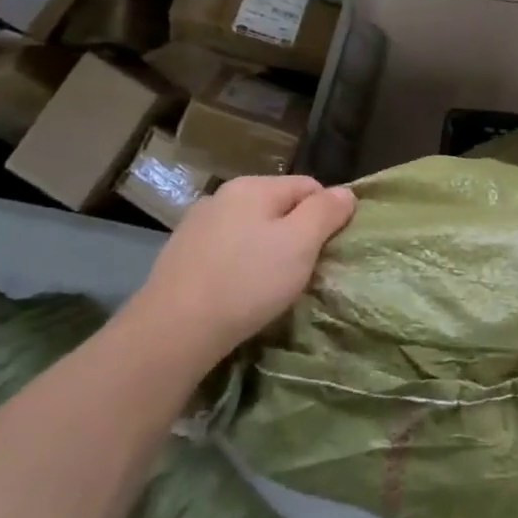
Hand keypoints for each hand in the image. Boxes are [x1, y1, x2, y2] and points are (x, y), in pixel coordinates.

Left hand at [126, 176, 356, 363]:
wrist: (172, 331)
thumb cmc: (247, 281)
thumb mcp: (301, 243)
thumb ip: (326, 211)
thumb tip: (345, 192)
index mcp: (253, 187)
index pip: (310, 186)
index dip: (326, 215)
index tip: (327, 249)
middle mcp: (222, 197)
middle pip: (280, 207)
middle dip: (297, 233)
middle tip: (304, 269)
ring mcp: (197, 226)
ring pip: (253, 230)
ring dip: (269, 250)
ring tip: (272, 284)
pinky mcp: (181, 256)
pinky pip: (228, 251)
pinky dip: (241, 265)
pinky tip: (241, 291)